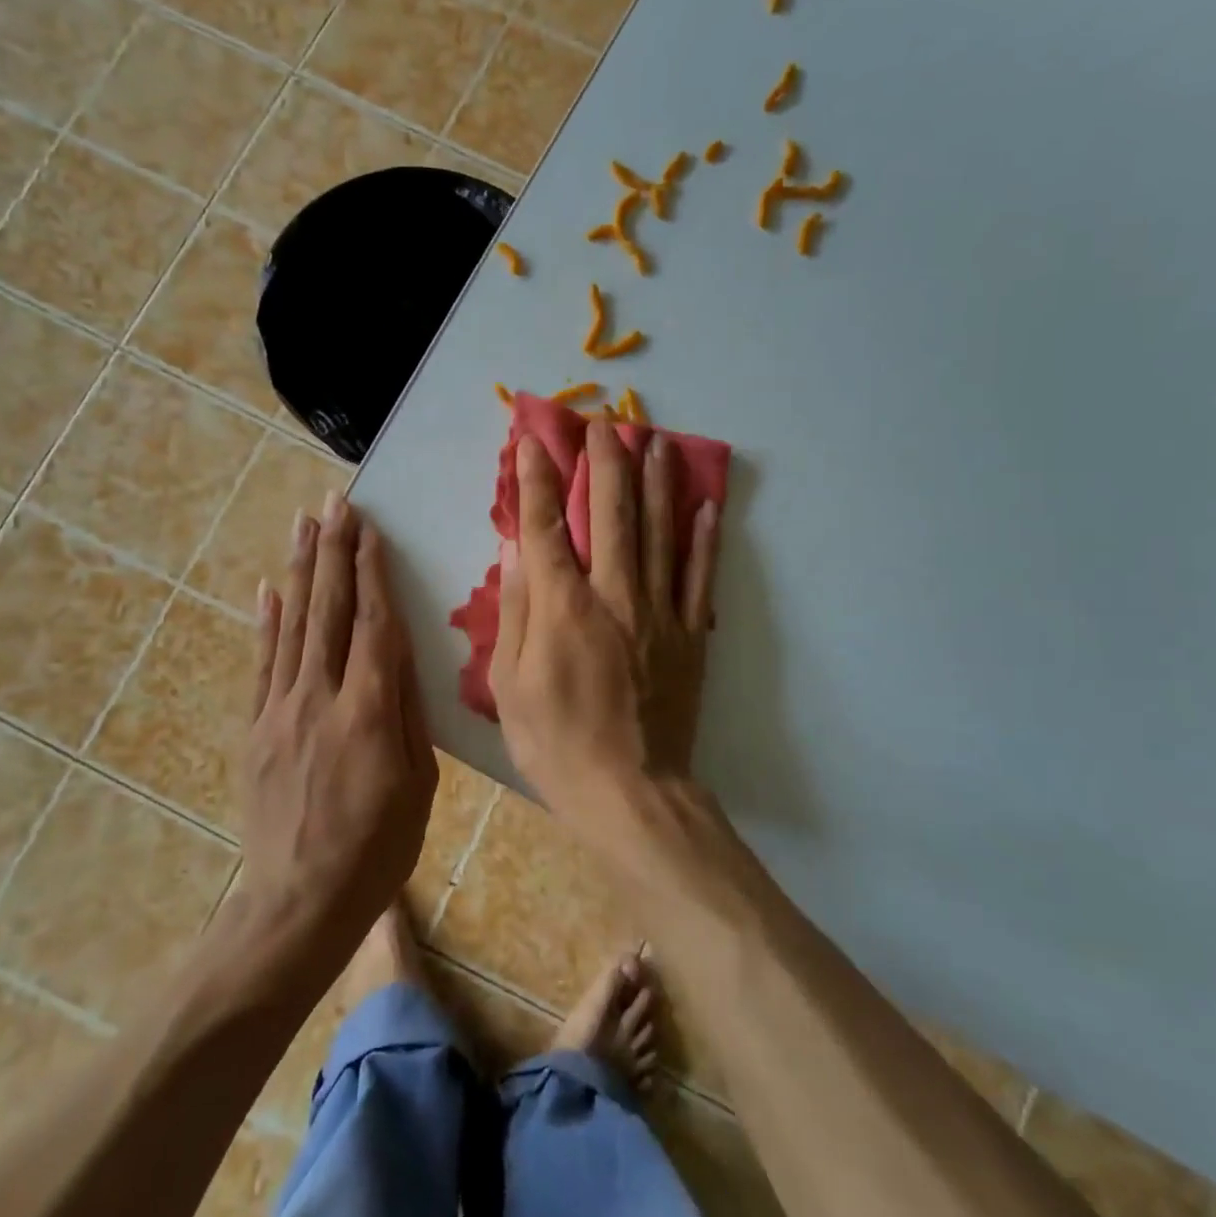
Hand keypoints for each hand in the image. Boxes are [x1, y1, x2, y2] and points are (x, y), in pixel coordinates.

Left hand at [241, 493, 436, 940]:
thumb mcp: (418, 783)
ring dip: (300, 569)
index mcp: (369, 711)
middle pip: (328, 610)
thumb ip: (407, 712)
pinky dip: (266, 622)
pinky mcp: (256, 729)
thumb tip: (401, 653)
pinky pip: (262, 664)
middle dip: (333, 550)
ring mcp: (281, 710)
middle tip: (335, 502)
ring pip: (293, 625)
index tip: (369, 528)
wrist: (298, 905)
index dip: (371, 571)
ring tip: (303, 523)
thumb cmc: (378, 848)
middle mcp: (321, 697)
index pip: (373, 623)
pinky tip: (268, 588)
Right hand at [489, 420, 720, 822]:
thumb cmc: (556, 744)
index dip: (537, 479)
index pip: (546, 527)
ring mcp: (659, 613)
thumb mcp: (510, 685)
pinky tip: (706, 504)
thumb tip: (516, 552)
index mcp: (564, 608)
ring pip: (659, 533)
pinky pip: (700, 578)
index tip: (533, 440)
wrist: (632, 794)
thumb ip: (516, 611)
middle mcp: (614, 596)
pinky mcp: (691, 636)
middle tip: (605, 422)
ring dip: (656, 482)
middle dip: (605, 462)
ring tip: (656, 440)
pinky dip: (704, 539)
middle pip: (611, 515)